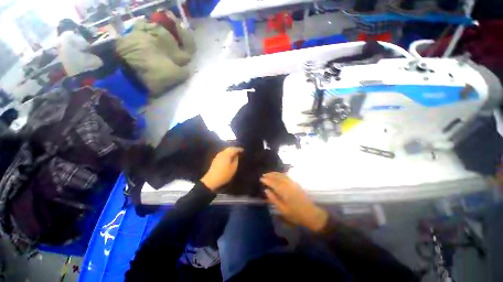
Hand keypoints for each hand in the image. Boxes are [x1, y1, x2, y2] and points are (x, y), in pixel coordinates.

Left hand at [201, 147, 242, 190]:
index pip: (234, 149)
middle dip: (234, 149)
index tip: (243, 150)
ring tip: (235, 153)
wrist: (211, 180)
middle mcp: (222, 153)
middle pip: (229, 148)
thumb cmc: (224, 174)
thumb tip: (236, 155)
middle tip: (239, 151)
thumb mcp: (233, 168)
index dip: (239, 149)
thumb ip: (236, 160)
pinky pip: (223, 153)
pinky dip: (227, 153)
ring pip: (225, 151)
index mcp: (227, 154)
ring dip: (230, 151)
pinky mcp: (215, 159)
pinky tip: (229, 157)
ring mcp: (218, 156)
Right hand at [261, 172, 327, 231]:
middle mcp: (288, 185)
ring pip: (282, 175)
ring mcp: (293, 183)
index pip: (274, 183)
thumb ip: (273, 199)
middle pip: (278, 177)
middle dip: (270, 175)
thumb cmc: (295, 214)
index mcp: (285, 191)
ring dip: (275, 173)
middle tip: (263, 175)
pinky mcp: (296, 184)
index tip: (261, 179)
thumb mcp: (283, 209)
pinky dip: (281, 174)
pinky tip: (278, 175)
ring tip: (269, 173)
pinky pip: (286, 176)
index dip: (267, 180)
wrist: (311, 214)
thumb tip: (266, 190)